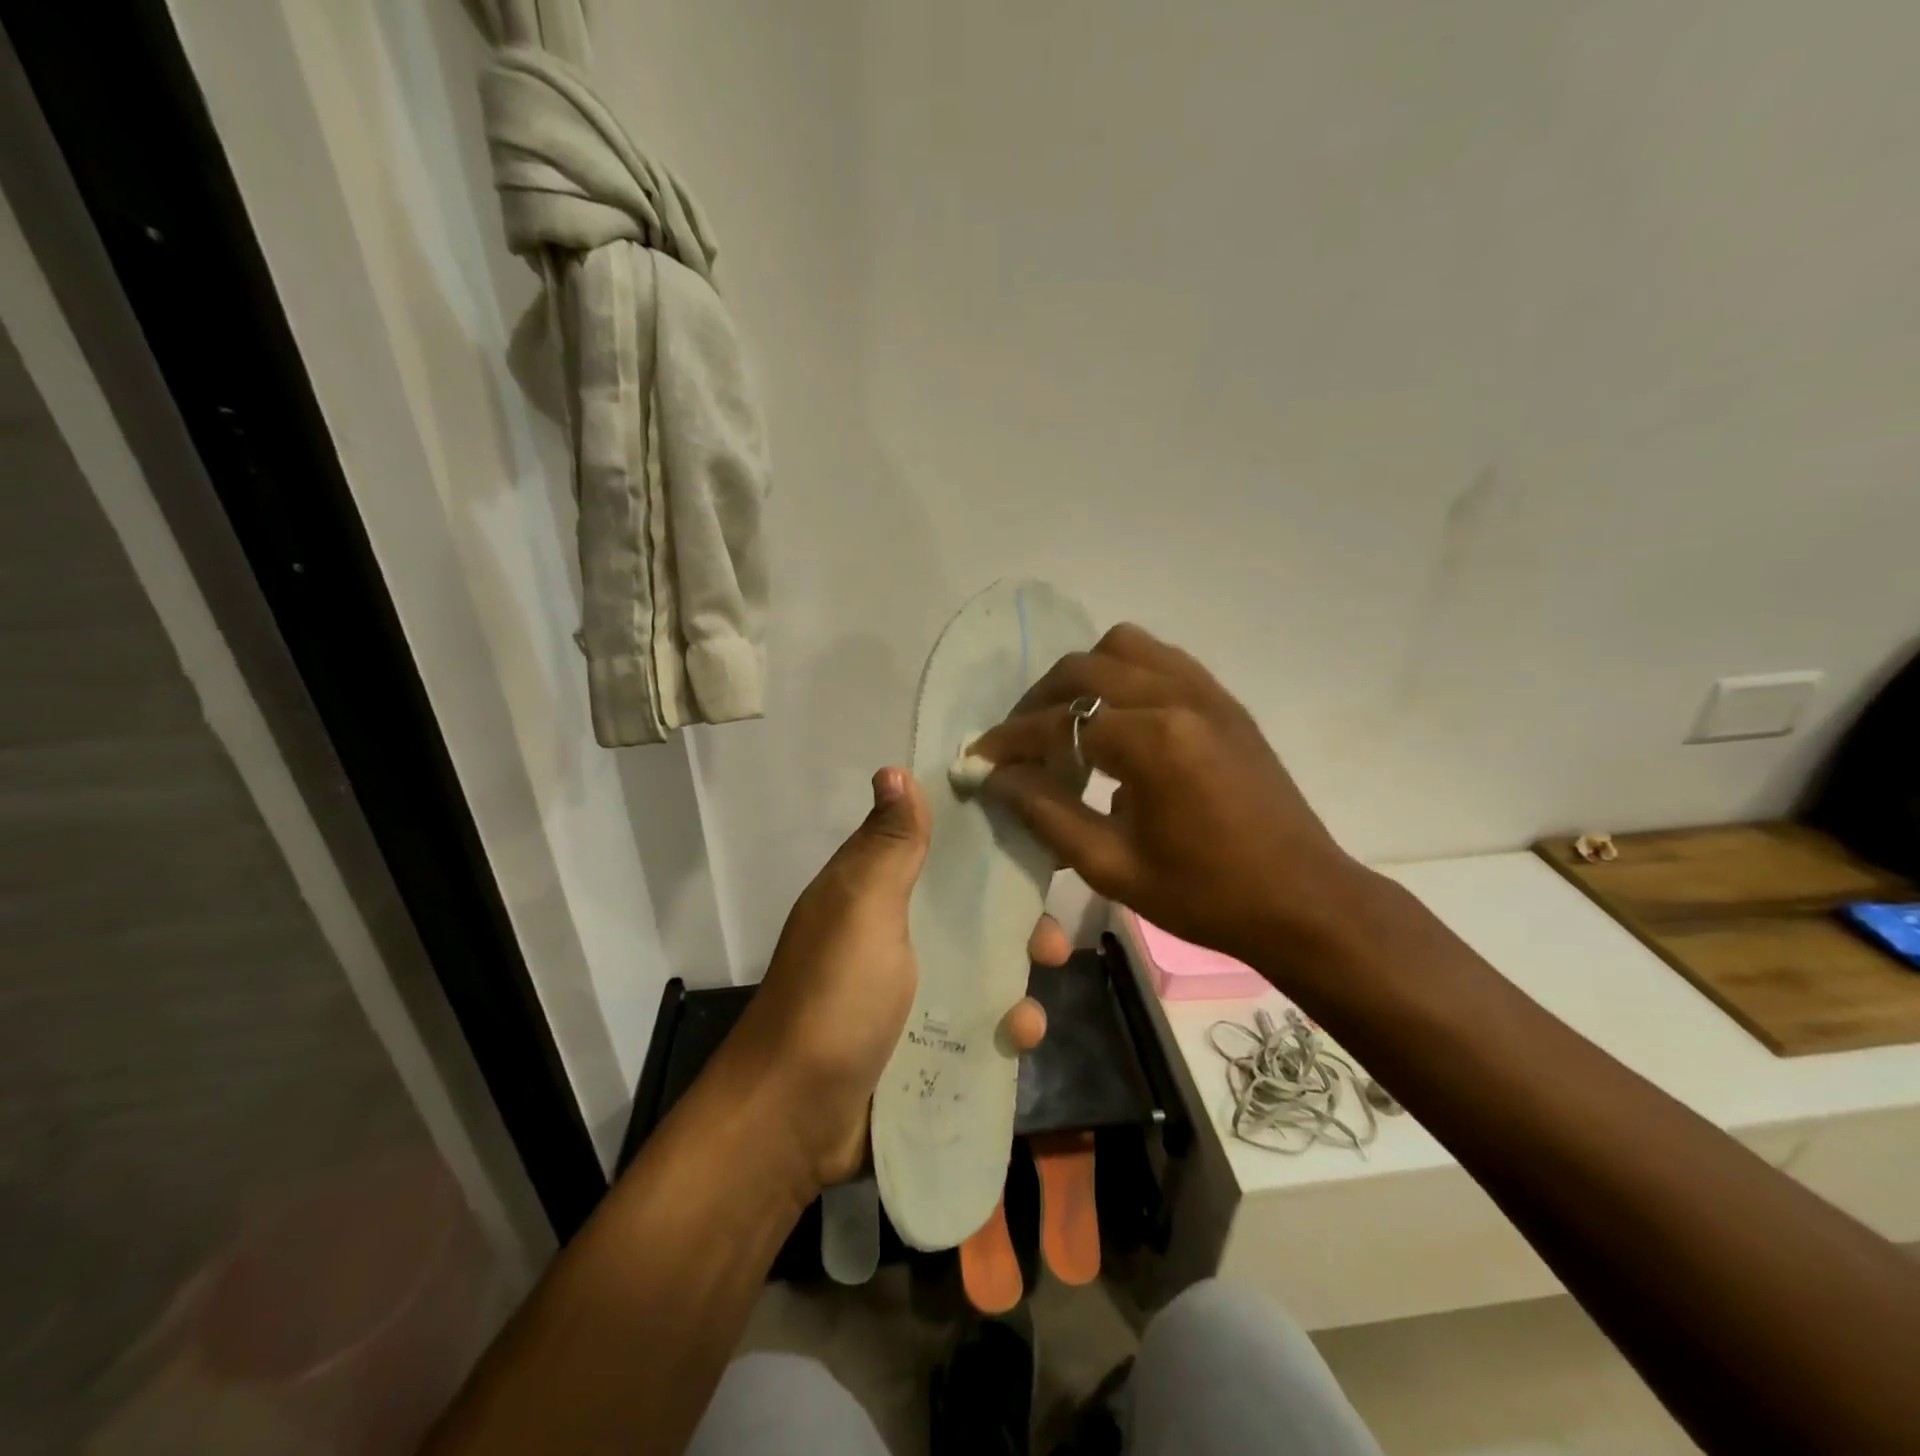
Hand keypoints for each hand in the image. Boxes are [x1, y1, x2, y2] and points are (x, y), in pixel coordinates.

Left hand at [728, 768, 1068, 1192]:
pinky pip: (977, 1021)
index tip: (1036, 835)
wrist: (795, 1117)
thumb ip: (889, 846)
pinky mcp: (923, 1042)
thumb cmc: (835, 998)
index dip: (982, 837)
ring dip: (1018, 977)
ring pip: (981, 966)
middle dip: (1017, 919)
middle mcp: (893, 933)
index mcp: (874, 891)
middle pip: (968, 909)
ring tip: (1038, 999)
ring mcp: (909, 991)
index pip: (934, 845)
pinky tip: (1020, 1038)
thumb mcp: (863, 909)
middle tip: (1051, 938)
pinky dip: (1003, 1026)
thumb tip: (894, 770)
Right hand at [970, 624, 1367, 966]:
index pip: (1060, 722)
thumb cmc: (1205, 896)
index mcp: (1154, 741)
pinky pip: (1161, 658)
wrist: (1302, 901)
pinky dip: (1123, 673)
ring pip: (1124, 646)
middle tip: (1018, 742)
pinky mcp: (1224, 700)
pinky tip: (1114, 715)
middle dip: (1038, 700)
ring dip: (1082, 675)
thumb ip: (1046, 813)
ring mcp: (1207, 692)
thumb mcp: (1112, 866)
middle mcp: (1179, 697)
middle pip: (1084, 667)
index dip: (1010, 740)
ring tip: (1065, 720)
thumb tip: (997, 777)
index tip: (977, 758)